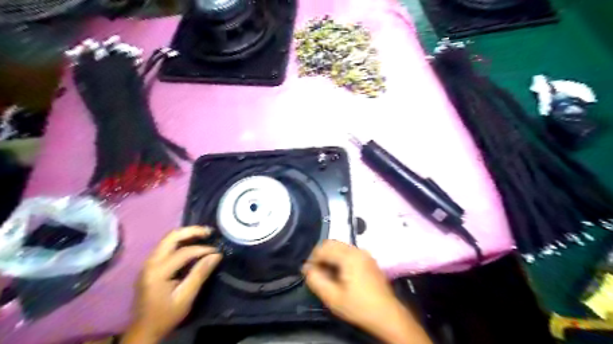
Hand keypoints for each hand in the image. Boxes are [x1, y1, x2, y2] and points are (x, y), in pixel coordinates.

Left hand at [122, 227, 222, 341]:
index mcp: (158, 272)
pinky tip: (192, 243)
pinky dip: (180, 241)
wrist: (143, 330)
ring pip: (167, 239)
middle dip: (192, 231)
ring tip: (203, 235)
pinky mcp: (150, 265)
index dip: (203, 249)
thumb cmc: (166, 315)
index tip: (217, 251)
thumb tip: (216, 255)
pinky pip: (166, 246)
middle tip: (209, 232)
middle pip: (171, 237)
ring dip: (186, 234)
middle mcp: (150, 262)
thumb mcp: (186, 297)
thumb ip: (200, 274)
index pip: (184, 252)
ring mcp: (148, 263)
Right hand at [301, 239, 429, 343]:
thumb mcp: (332, 297)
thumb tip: (306, 268)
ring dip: (330, 256)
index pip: (323, 248)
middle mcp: (357, 250)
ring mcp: (364, 254)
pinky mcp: (368, 259)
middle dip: (321, 255)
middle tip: (317, 272)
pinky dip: (339, 257)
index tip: (309, 272)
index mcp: (349, 256)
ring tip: (327, 274)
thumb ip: (316, 280)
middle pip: (332, 243)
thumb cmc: (358, 306)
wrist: (387, 315)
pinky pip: (349, 251)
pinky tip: (340, 273)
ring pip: (340, 246)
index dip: (313, 258)